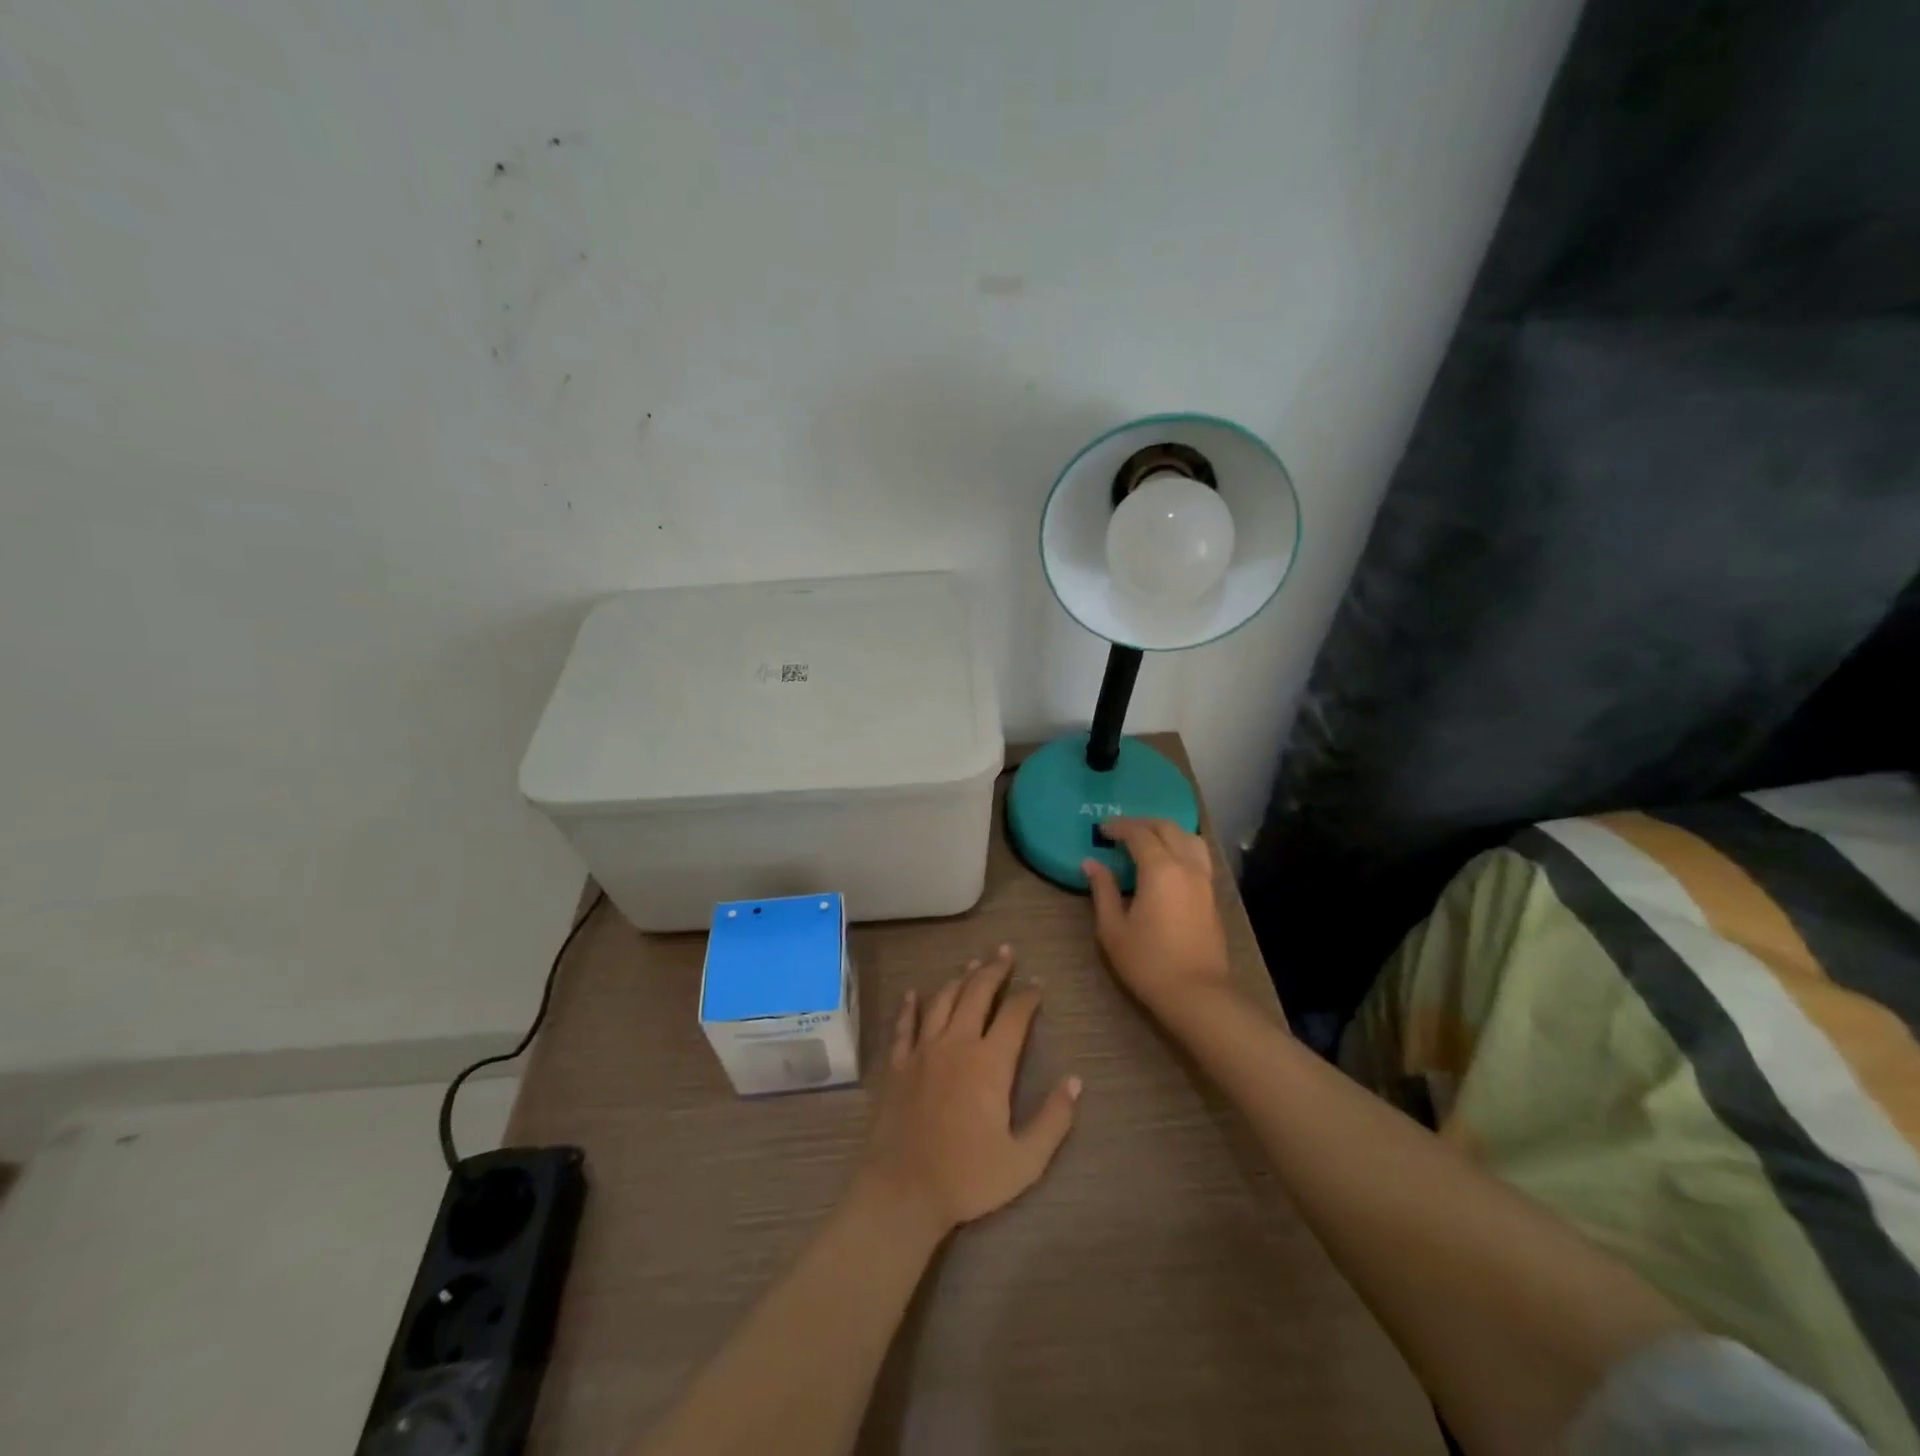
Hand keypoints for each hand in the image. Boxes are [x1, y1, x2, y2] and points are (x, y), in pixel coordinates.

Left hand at [859, 945, 1080, 1235]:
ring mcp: (923, 1050)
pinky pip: (905, 1025)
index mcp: (990, 1063)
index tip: (1037, 984)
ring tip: (971, 964)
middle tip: (1005, 952)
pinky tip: (915, 992)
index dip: (1028, 995)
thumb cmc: (968, 1177)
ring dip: (959, 979)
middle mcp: (956, 1044)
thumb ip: (1053, 1120)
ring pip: (943, 1001)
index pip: (1015, 1015)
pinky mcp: (897, 1064)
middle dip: (994, 970)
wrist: (903, 1190)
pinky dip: (911, 1006)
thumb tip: (1075, 1081)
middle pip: (977, 993)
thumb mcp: (1024, 1160)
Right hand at [1083, 818, 1232, 1016]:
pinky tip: (1167, 862)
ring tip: (1147, 841)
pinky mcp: (1212, 895)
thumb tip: (1091, 864)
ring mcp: (1204, 880)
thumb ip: (1103, 890)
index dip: (1119, 827)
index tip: (1101, 830)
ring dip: (1166, 831)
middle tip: (1120, 831)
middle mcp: (1186, 866)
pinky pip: (1198, 855)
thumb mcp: (1113, 928)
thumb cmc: (1148, 962)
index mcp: (1160, 869)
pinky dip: (1181, 846)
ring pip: (1188, 838)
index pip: (1139, 833)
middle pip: (1167, 828)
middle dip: (1142, 823)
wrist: (1197, 993)